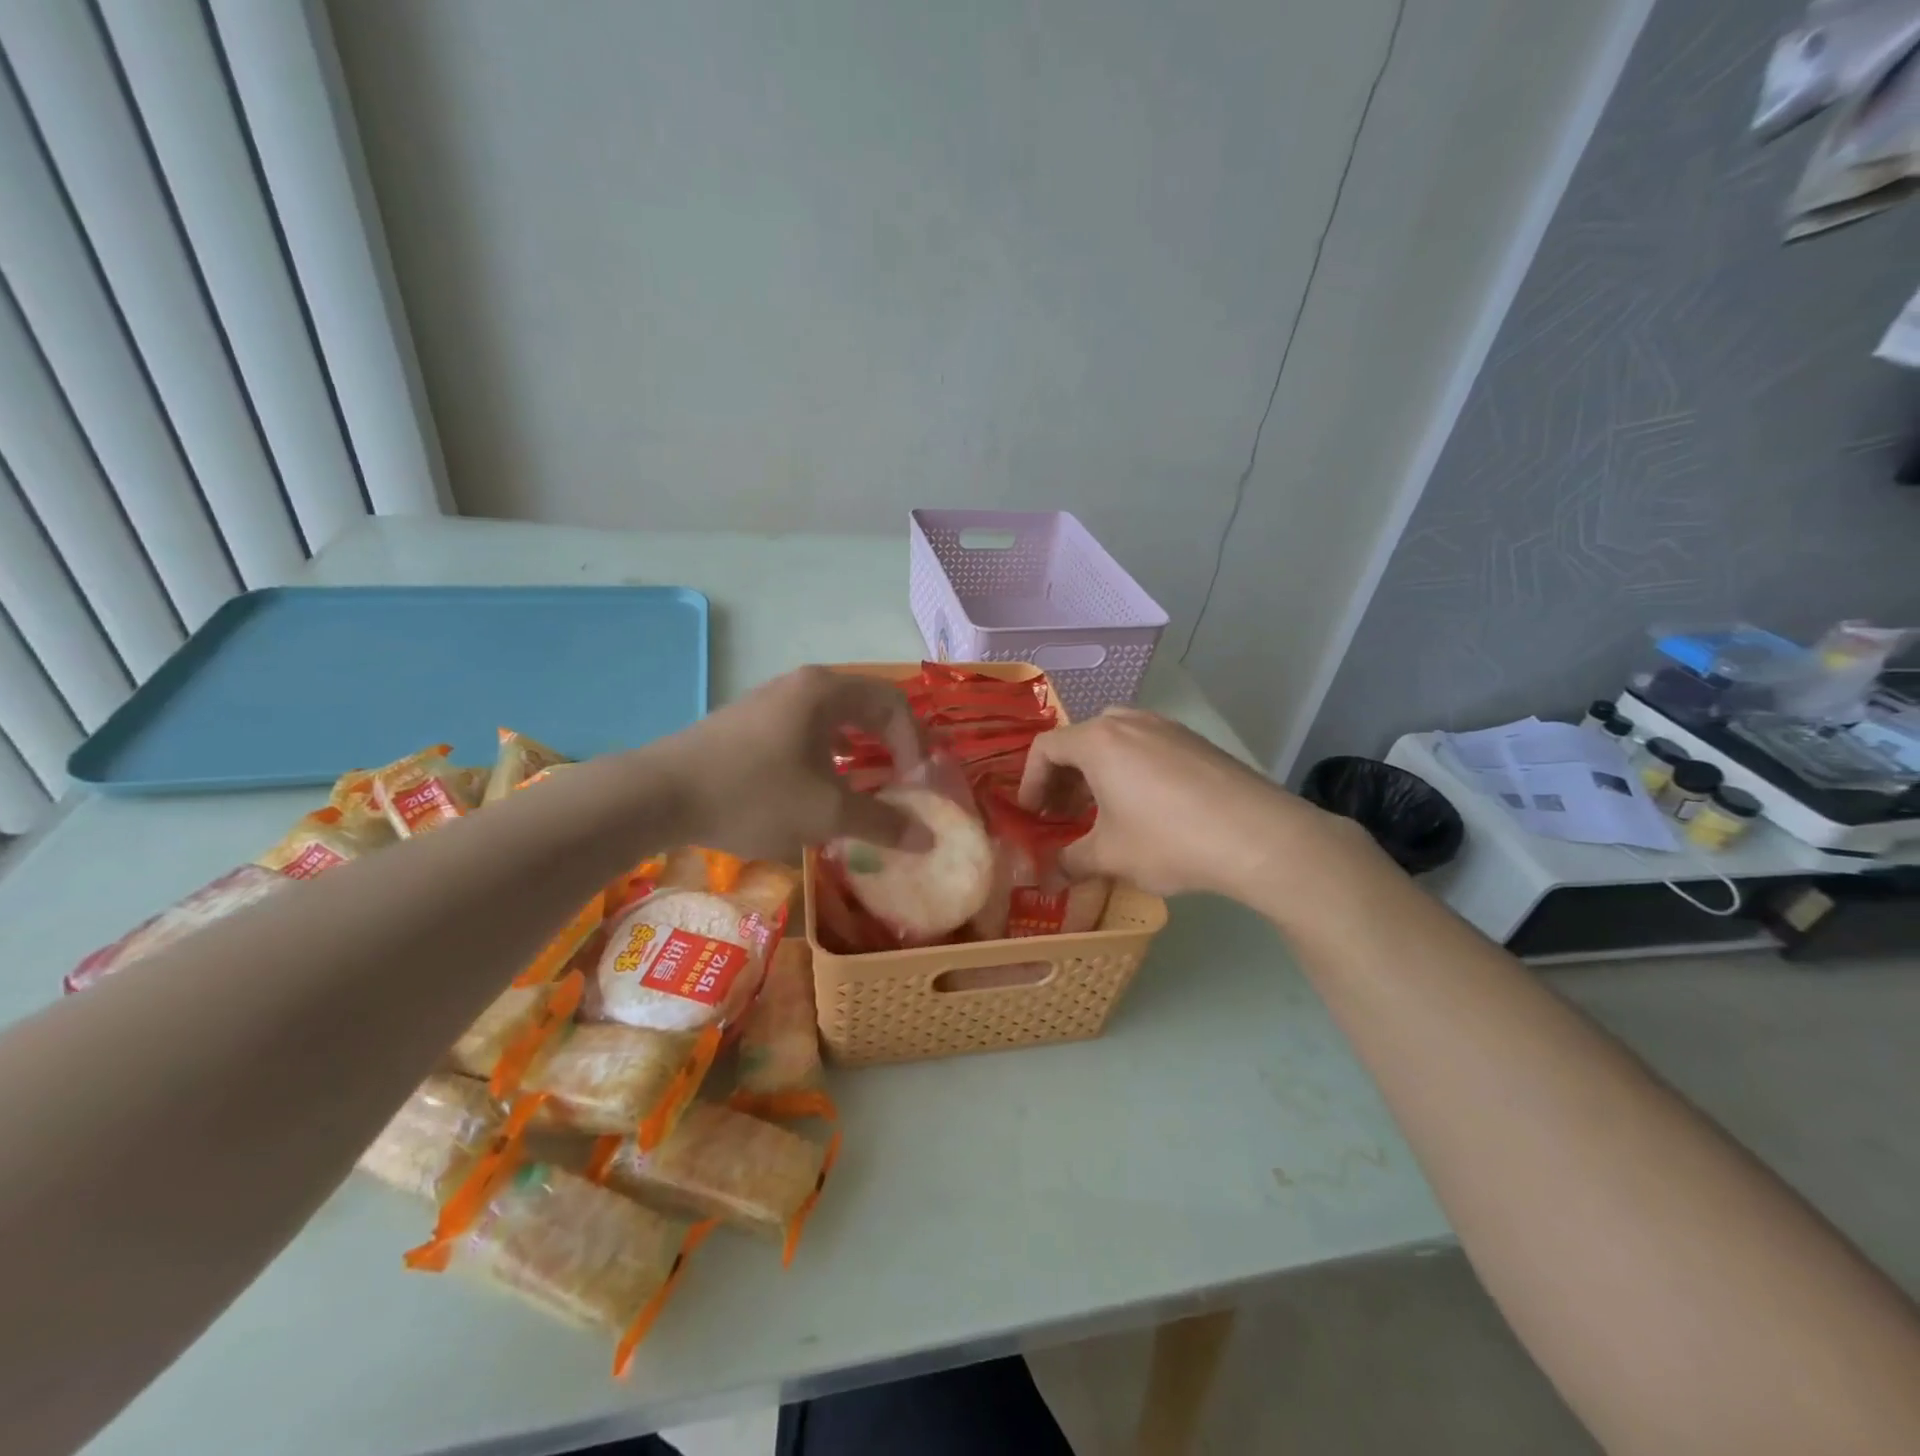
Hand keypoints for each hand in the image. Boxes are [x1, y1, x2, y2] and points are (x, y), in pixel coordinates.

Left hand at [653, 667, 931, 857]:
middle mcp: (802, 685)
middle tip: (901, 779)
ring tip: (865, 783)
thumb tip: (928, 839)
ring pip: (833, 717)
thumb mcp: (826, 813)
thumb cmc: (753, 794)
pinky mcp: (748, 720)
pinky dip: (827, 752)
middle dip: (890, 742)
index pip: (893, 703)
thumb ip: (882, 823)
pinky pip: (805, 728)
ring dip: (858, 748)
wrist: (659, 795)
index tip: (914, 783)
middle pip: (865, 704)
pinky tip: (818, 785)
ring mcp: (771, 699)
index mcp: (827, 691)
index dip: (914, 742)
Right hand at [1017, 708, 1376, 904]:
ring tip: (1102, 814)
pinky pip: (1147, 748)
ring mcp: (1167, 728)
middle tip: (1063, 815)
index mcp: (1099, 740)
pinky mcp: (1196, 742)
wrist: (1259, 836)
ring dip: (1097, 775)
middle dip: (1064, 778)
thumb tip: (1052, 872)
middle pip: (1080, 741)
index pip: (1045, 748)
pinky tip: (1145, 810)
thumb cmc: (1169, 840)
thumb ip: (1071, 861)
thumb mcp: (1111, 857)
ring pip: (1116, 743)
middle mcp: (1130, 722)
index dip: (1030, 783)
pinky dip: (1130, 772)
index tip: (1033, 816)